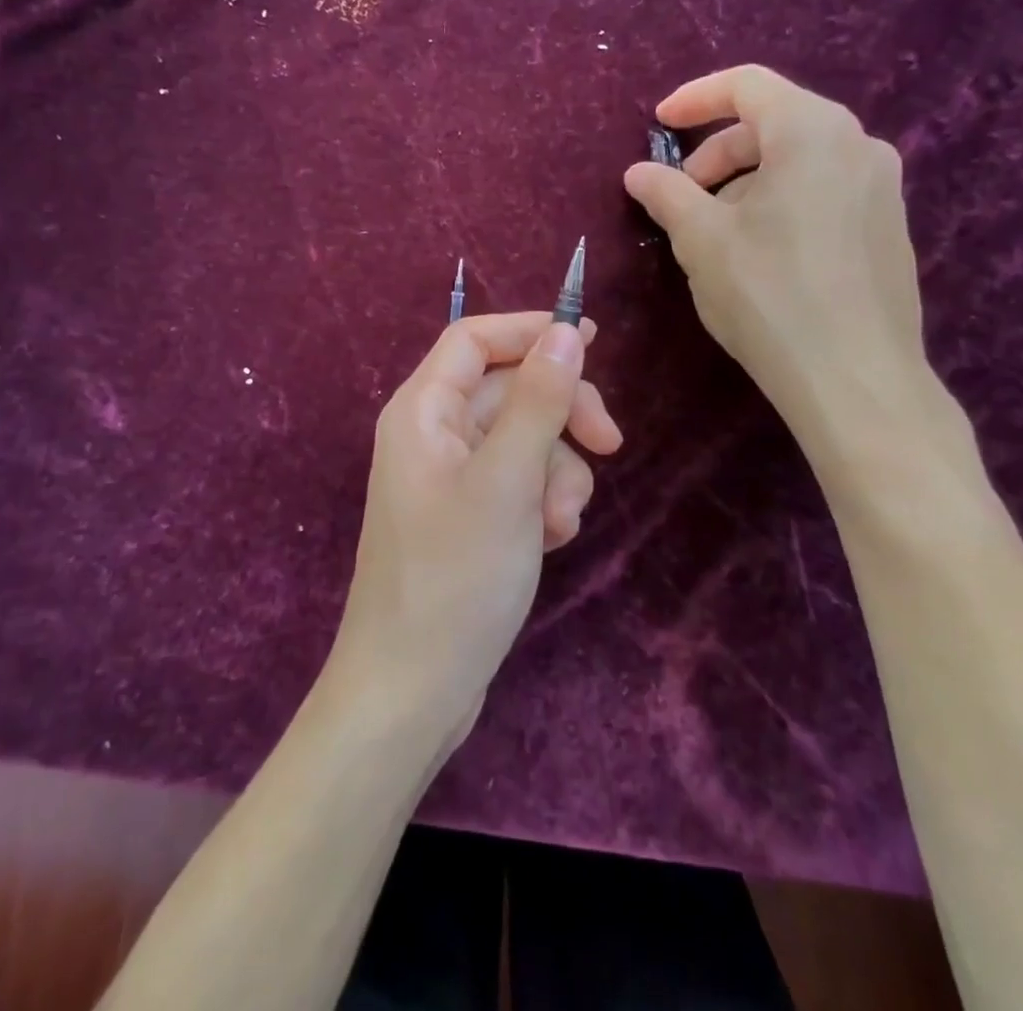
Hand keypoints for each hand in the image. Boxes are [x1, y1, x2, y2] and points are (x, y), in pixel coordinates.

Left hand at [332, 312, 621, 746]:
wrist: (412, 692)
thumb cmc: (454, 577)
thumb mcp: (508, 480)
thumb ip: (538, 400)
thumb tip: (565, 332)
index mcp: (423, 411)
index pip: (474, 338)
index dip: (530, 331)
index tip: (593, 341)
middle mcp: (432, 435)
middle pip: (508, 389)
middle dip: (561, 414)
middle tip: (609, 443)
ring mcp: (451, 479)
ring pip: (523, 440)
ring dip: (556, 472)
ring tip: (559, 522)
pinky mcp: (469, 517)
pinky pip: (518, 483)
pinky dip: (543, 502)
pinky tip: (550, 541)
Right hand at [623, 65, 925, 433]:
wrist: (855, 379)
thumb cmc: (769, 294)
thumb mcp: (701, 239)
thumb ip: (666, 193)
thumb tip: (639, 172)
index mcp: (812, 131)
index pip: (747, 85)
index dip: (694, 99)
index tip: (657, 123)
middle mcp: (858, 145)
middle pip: (773, 123)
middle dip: (718, 152)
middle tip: (682, 194)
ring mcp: (882, 188)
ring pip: (798, 161)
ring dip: (746, 182)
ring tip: (715, 232)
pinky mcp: (888, 228)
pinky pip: (824, 191)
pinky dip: (781, 202)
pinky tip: (759, 254)